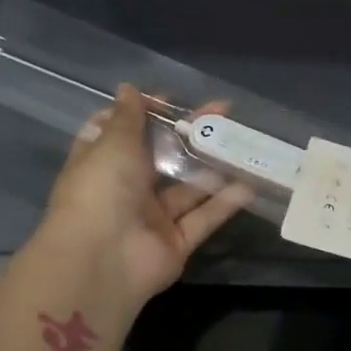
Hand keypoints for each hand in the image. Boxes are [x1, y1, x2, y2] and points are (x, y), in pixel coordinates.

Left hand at [35, 85, 250, 306]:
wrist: (101, 261)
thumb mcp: (113, 144)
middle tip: (223, 114)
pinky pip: (203, 218)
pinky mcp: (176, 243)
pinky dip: (225, 203)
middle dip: (189, 135)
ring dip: (214, 168)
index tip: (171, 101)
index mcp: (102, 163)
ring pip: (188, 189)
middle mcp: (126, 189)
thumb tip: (129, 89)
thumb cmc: (100, 191)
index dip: (145, 114)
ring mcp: (152, 218)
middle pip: (161, 157)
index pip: (121, 132)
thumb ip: (129, 118)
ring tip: (244, 143)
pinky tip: (250, 184)